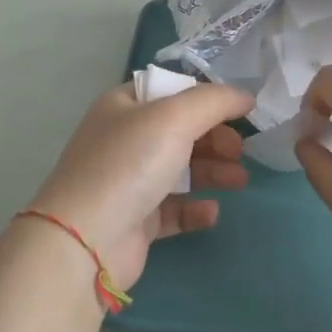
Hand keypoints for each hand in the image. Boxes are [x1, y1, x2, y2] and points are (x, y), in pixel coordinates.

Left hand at [27, 80, 253, 291]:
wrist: (86, 239)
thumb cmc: (128, 165)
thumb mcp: (174, 117)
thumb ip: (214, 101)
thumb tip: (245, 96)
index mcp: (123, 106)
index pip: (171, 91)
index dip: (206, 98)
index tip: (240, 112)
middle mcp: (123, 140)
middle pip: (180, 131)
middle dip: (215, 138)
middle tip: (240, 151)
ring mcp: (127, 182)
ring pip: (180, 170)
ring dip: (213, 171)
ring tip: (240, 181)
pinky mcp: (135, 220)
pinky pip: (172, 209)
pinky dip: (194, 208)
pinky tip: (211, 211)